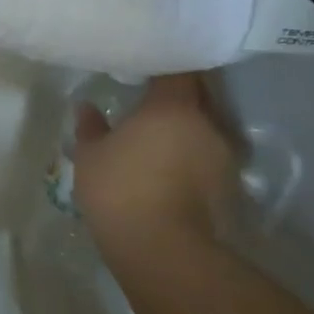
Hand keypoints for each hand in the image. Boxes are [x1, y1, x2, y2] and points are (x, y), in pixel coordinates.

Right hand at [74, 72, 235, 262]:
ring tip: (161, 135)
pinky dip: (193, 155)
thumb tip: (85, 107)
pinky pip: (209, 156)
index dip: (165, 66)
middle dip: (179, 94)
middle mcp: (207, 123)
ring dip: (188, 127)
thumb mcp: (90, 156)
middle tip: (152, 98)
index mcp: (173, 106)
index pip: (179, 70)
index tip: (147, 68)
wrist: (159, 247)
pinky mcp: (228, 185)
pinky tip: (172, 165)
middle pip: (199, 95)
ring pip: (207, 127)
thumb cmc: (119, 189)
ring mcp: (223, 156)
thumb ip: (90, 127)